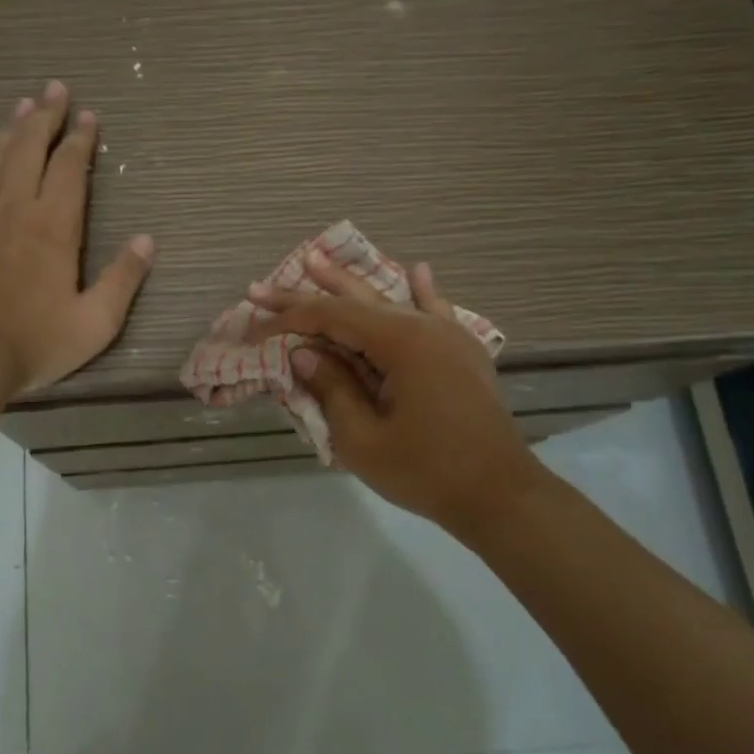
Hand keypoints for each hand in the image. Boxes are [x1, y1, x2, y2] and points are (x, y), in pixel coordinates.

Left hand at [0, 81, 153, 394]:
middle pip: (29, 148)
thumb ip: (123, 279)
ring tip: (23, 106)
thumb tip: (147, 240)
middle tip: (54, 88)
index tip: (87, 115)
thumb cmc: (35, 343)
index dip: (80, 138)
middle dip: (45, 116)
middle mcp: (13, 208)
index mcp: (53, 226)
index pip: (69, 167)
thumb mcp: (96, 322)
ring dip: (11, 129)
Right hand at [250, 255, 542, 535]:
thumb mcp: (363, 439)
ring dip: (351, 284)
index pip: (331, 317)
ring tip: (319, 259)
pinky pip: (437, 312)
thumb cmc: (426, 472)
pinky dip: (422, 292)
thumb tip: (304, 353)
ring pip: (390, 301)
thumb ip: (331, 389)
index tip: (252, 323)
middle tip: (262, 285)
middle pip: (355, 302)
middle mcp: (424, 327)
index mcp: (400, 343)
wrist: (500, 495)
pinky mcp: (462, 353)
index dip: (287, 318)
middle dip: (307, 293)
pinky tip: (419, 269)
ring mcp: (448, 337)